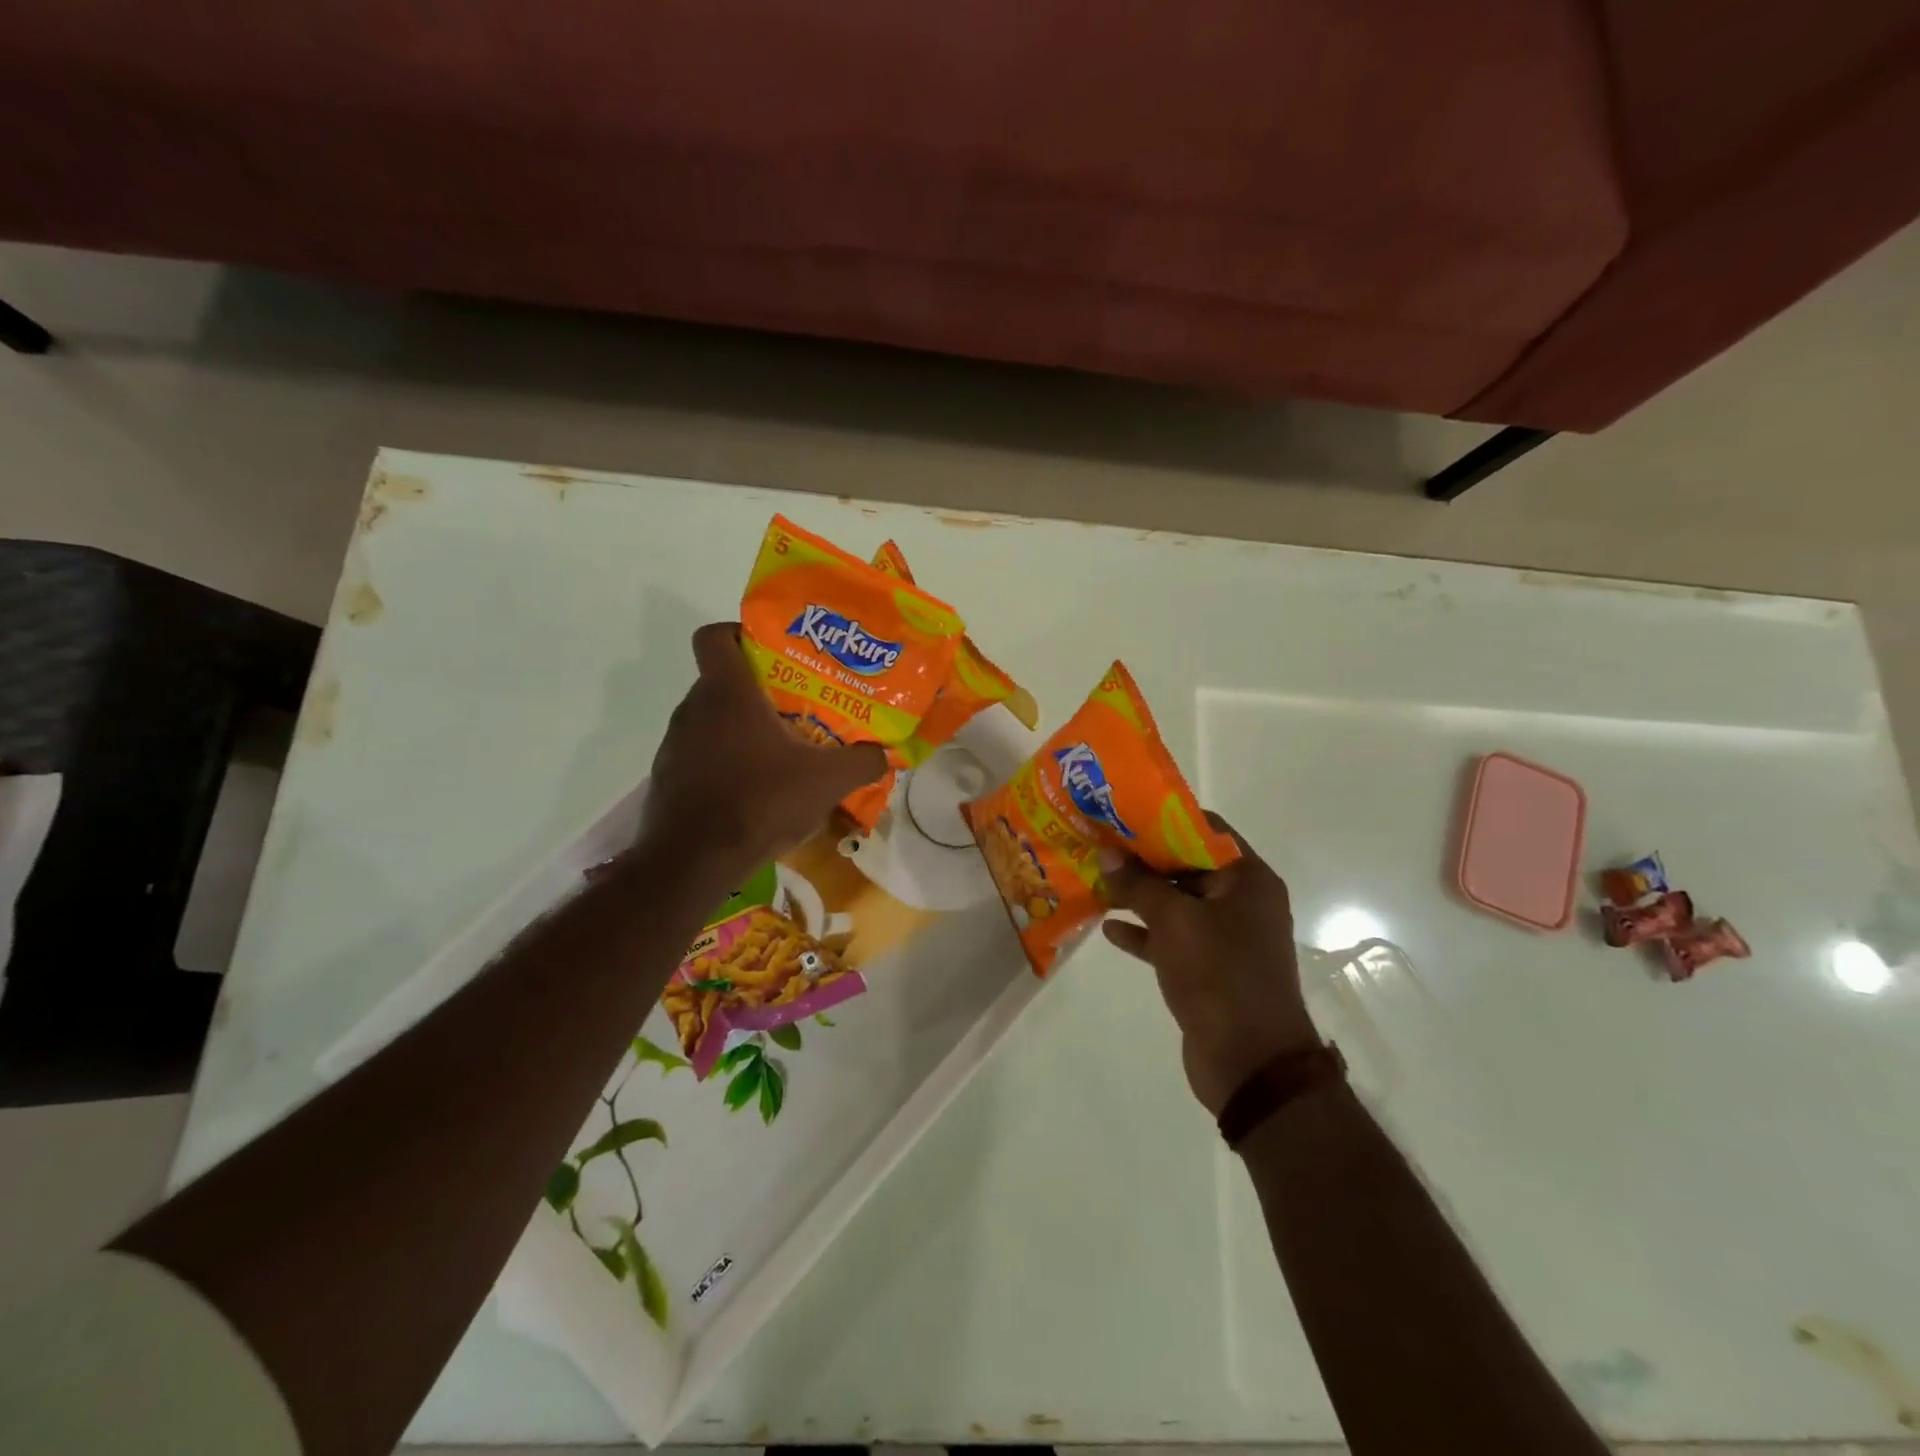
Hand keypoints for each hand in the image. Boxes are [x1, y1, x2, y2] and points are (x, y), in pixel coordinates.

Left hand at [642, 623, 886, 872]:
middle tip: (796, 705)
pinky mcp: (668, 778)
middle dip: (757, 688)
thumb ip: (863, 761)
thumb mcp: (828, 781)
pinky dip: (725, 761)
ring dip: (741, 728)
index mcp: (727, 693)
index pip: (714, 635)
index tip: (771, 650)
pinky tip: (754, 788)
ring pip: (711, 719)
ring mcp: (675, 745)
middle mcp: (693, 709)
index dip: (739, 632)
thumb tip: (885, 754)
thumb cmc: (760, 801)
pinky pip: (701, 754)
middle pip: (721, 680)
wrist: (694, 861)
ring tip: (780, 750)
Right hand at [1100, 816, 1320, 1115]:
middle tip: (1100, 845)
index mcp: (1247, 879)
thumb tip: (1106, 854)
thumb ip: (1138, 884)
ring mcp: (1226, 938)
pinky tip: (1108, 930)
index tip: (1123, 814)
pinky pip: (1172, 939)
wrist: (1251, 1064)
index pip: (1205, 830)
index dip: (1164, 819)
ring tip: (1095, 881)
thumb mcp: (1174, 921)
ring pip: (1176, 904)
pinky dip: (1144, 933)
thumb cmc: (1219, 975)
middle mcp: (1241, 902)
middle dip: (1144, 859)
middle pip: (1187, 866)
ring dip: (1139, 896)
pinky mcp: (1208, 969)